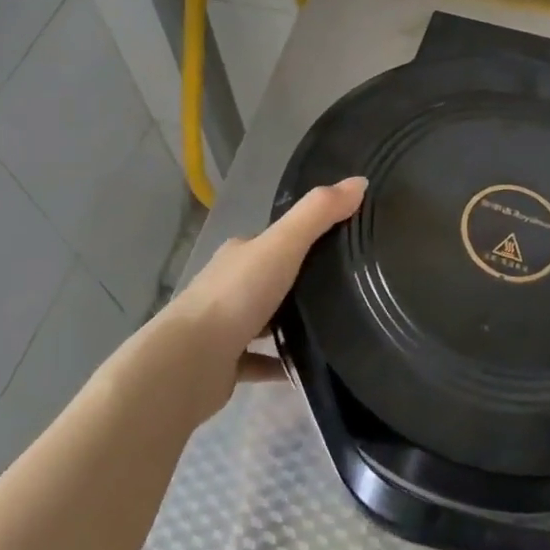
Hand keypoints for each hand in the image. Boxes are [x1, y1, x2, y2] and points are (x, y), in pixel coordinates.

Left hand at [163, 177, 367, 421]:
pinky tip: (309, 368)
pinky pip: (261, 360)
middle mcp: (229, 285)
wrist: (189, 363)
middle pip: (270, 277)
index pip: (276, 239)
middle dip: (300, 280)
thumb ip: (318, 214)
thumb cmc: (237, 296)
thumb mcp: (283, 245)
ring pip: (265, 319)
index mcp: (240, 253)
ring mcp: (225, 326)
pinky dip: (282, 363)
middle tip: (345, 287)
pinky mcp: (226, 364)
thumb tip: (360, 181)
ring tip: (335, 326)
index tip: (342, 242)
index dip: (305, 237)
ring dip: (291, 322)